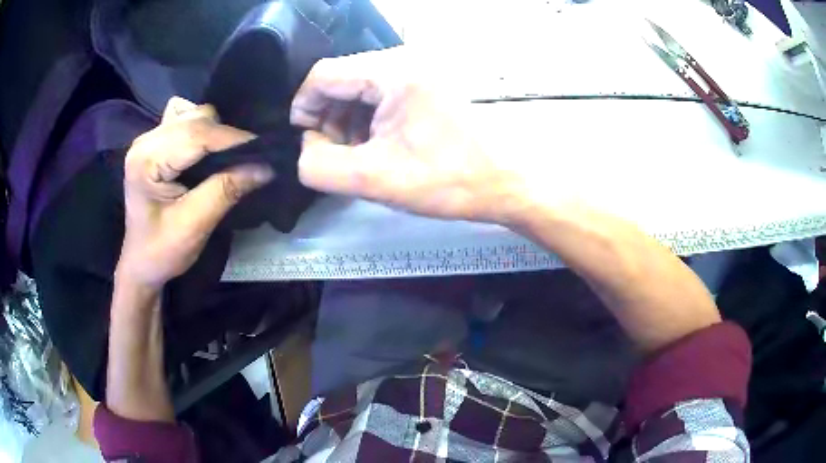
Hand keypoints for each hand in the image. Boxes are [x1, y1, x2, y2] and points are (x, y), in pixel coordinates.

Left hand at [117, 97, 273, 288]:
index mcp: (146, 159)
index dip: (233, 139)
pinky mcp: (157, 144)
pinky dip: (206, 131)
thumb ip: (226, 190)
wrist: (142, 263)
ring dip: (217, 133)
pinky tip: (209, 150)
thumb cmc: (161, 251)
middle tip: (250, 159)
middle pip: (196, 119)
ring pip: (195, 116)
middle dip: (226, 136)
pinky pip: (188, 122)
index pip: (196, 135)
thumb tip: (266, 167)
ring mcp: (150, 139)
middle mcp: (146, 141)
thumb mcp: (194, 225)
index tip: (266, 150)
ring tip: (230, 157)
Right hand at [291, 47, 526, 223]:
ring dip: (349, 119)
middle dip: (328, 117)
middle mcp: (407, 58)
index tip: (304, 140)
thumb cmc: (449, 180)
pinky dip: (371, 117)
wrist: (509, 181)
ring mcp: (422, 68)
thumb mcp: (374, 178)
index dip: (303, 107)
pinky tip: (380, 144)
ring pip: (362, 86)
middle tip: (335, 154)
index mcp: (394, 71)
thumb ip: (320, 166)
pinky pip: (385, 92)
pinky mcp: (431, 82)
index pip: (322, 74)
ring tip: (360, 154)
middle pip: (342, 78)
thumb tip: (305, 147)